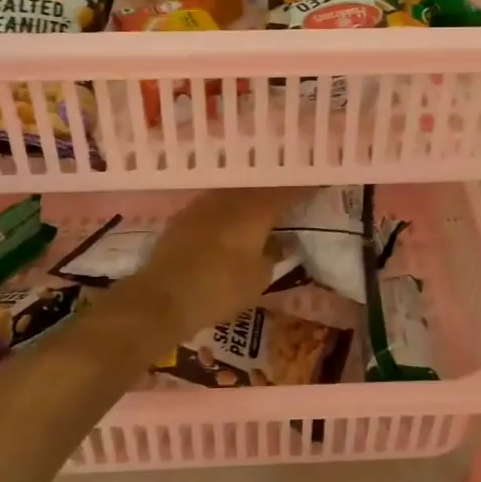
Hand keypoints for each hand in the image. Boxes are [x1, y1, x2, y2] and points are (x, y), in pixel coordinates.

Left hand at [117, 186, 300, 343]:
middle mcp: (229, 199)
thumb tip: (282, 242)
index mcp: (254, 210)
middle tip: (291, 194)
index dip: (303, 189)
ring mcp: (203, 205)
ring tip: (263, 206)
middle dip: (275, 190)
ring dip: (250, 198)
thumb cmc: (219, 289)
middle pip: (258, 187)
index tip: (318, 185)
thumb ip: (274, 255)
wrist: (162, 297)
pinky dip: (228, 210)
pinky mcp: (183, 217)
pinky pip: (215, 205)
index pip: (286, 192)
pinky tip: (231, 220)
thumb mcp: (258, 279)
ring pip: (234, 193)